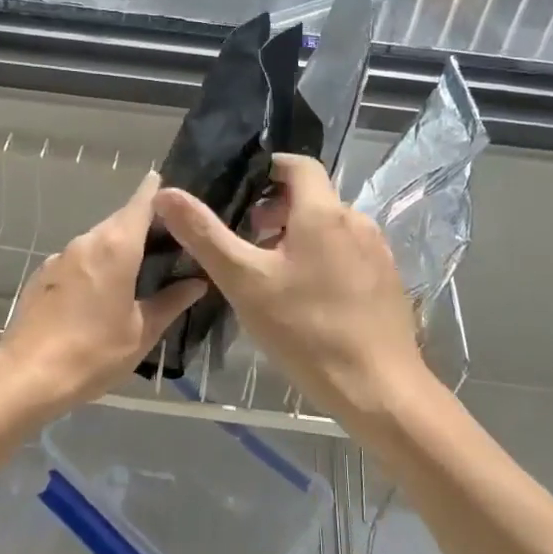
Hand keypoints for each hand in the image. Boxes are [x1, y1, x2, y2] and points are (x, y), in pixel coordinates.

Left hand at [0, 171, 204, 415]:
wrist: (27, 376)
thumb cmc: (93, 352)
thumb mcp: (142, 331)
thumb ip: (171, 302)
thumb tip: (197, 282)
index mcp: (116, 247)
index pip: (142, 202)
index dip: (159, 193)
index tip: (176, 195)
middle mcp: (87, 241)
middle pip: (120, 220)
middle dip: (144, 226)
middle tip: (170, 244)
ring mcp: (60, 256)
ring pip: (98, 240)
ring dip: (119, 248)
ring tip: (140, 271)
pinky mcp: (43, 274)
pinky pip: (78, 259)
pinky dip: (95, 264)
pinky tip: (102, 293)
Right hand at [153, 154, 434, 432]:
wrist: (379, 389)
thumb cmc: (306, 331)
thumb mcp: (245, 282)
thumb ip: (205, 235)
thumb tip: (165, 193)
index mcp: (323, 212)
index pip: (297, 164)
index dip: (267, 168)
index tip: (239, 190)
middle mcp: (356, 220)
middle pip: (312, 196)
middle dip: (277, 208)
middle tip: (247, 239)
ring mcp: (377, 251)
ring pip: (329, 226)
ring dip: (298, 236)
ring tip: (270, 272)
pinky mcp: (387, 279)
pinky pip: (348, 252)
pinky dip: (322, 257)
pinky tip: (306, 297)